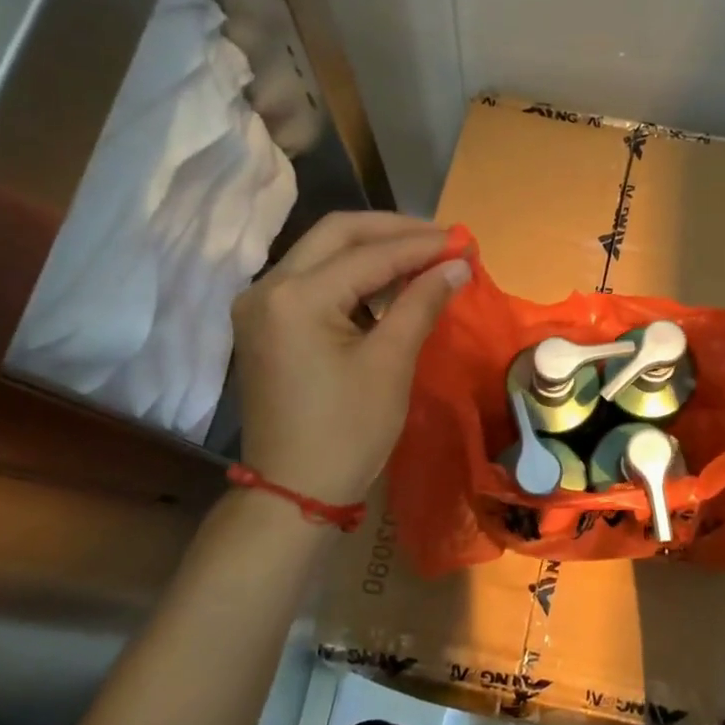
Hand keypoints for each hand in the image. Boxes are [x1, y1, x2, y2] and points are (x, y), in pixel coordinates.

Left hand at [233, 212, 468, 507]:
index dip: (422, 244)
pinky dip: (352, 274)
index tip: (464, 241)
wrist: (294, 492)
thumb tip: (458, 264)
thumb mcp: (390, 364)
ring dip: (373, 249)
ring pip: (322, 252)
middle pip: (337, 234)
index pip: (369, 254)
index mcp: (295, 297)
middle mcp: (267, 287)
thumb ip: (421, 303)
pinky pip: (313, 279)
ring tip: (424, 256)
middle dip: (394, 231)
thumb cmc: (347, 432)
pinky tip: (389, 282)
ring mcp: (260, 304)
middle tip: (442, 239)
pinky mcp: (264, 322)